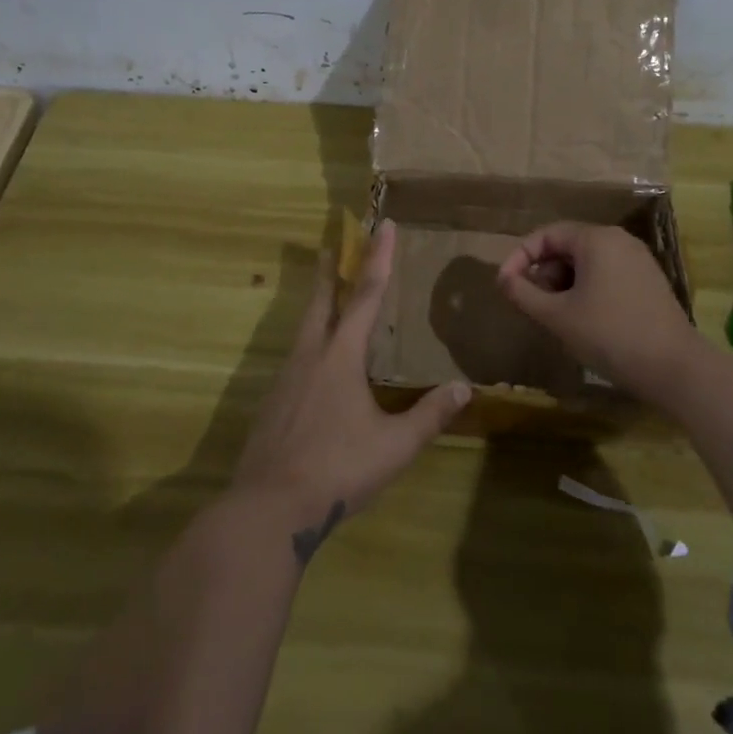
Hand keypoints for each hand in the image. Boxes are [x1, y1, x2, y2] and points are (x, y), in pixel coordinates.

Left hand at [233, 221, 469, 551]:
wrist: (268, 508)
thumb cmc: (337, 470)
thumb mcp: (394, 447)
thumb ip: (429, 416)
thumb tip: (464, 388)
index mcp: (341, 356)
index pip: (366, 296)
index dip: (378, 258)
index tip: (383, 225)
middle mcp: (310, 356)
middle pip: (322, 301)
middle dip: (332, 271)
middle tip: (334, 246)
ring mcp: (286, 378)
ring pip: (304, 328)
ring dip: (318, 304)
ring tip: (328, 298)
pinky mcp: (272, 402)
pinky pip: (295, 357)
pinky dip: (309, 341)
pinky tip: (314, 363)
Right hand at [495, 222, 704, 413]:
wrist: (676, 369)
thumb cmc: (610, 335)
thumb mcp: (557, 316)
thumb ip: (524, 294)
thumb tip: (503, 279)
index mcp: (596, 239)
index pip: (546, 235)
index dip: (520, 257)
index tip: (505, 285)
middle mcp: (619, 241)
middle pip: (567, 247)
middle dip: (543, 273)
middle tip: (532, 305)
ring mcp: (638, 261)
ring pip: (586, 263)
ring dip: (563, 285)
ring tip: (556, 316)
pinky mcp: (649, 283)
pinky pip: (606, 275)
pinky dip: (586, 291)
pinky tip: (583, 321)